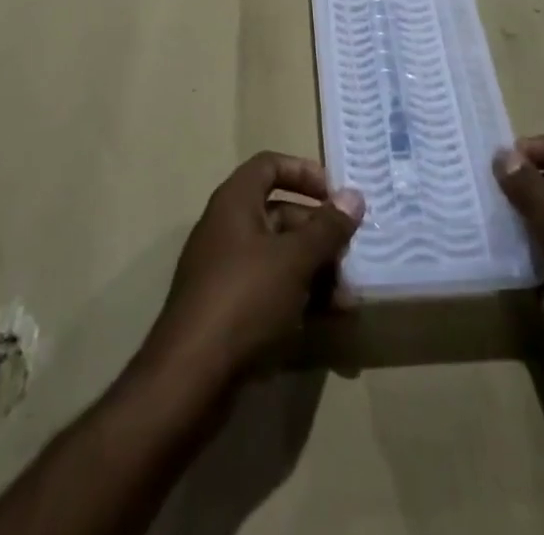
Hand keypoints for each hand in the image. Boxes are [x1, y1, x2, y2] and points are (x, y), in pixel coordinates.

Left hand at [141, 153, 363, 389]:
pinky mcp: (228, 310)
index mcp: (235, 202)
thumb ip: (327, 228)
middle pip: (281, 214)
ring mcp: (225, 270)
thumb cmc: (244, 299)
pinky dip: (298, 298)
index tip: (336, 196)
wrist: (189, 379)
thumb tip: (354, 196)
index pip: (270, 165)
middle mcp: (227, 228)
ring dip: (316, 272)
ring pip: (279, 257)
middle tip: (352, 257)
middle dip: (320, 235)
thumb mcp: (294, 259)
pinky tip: (327, 322)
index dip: (304, 172)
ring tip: (348, 302)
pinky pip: (270, 290)